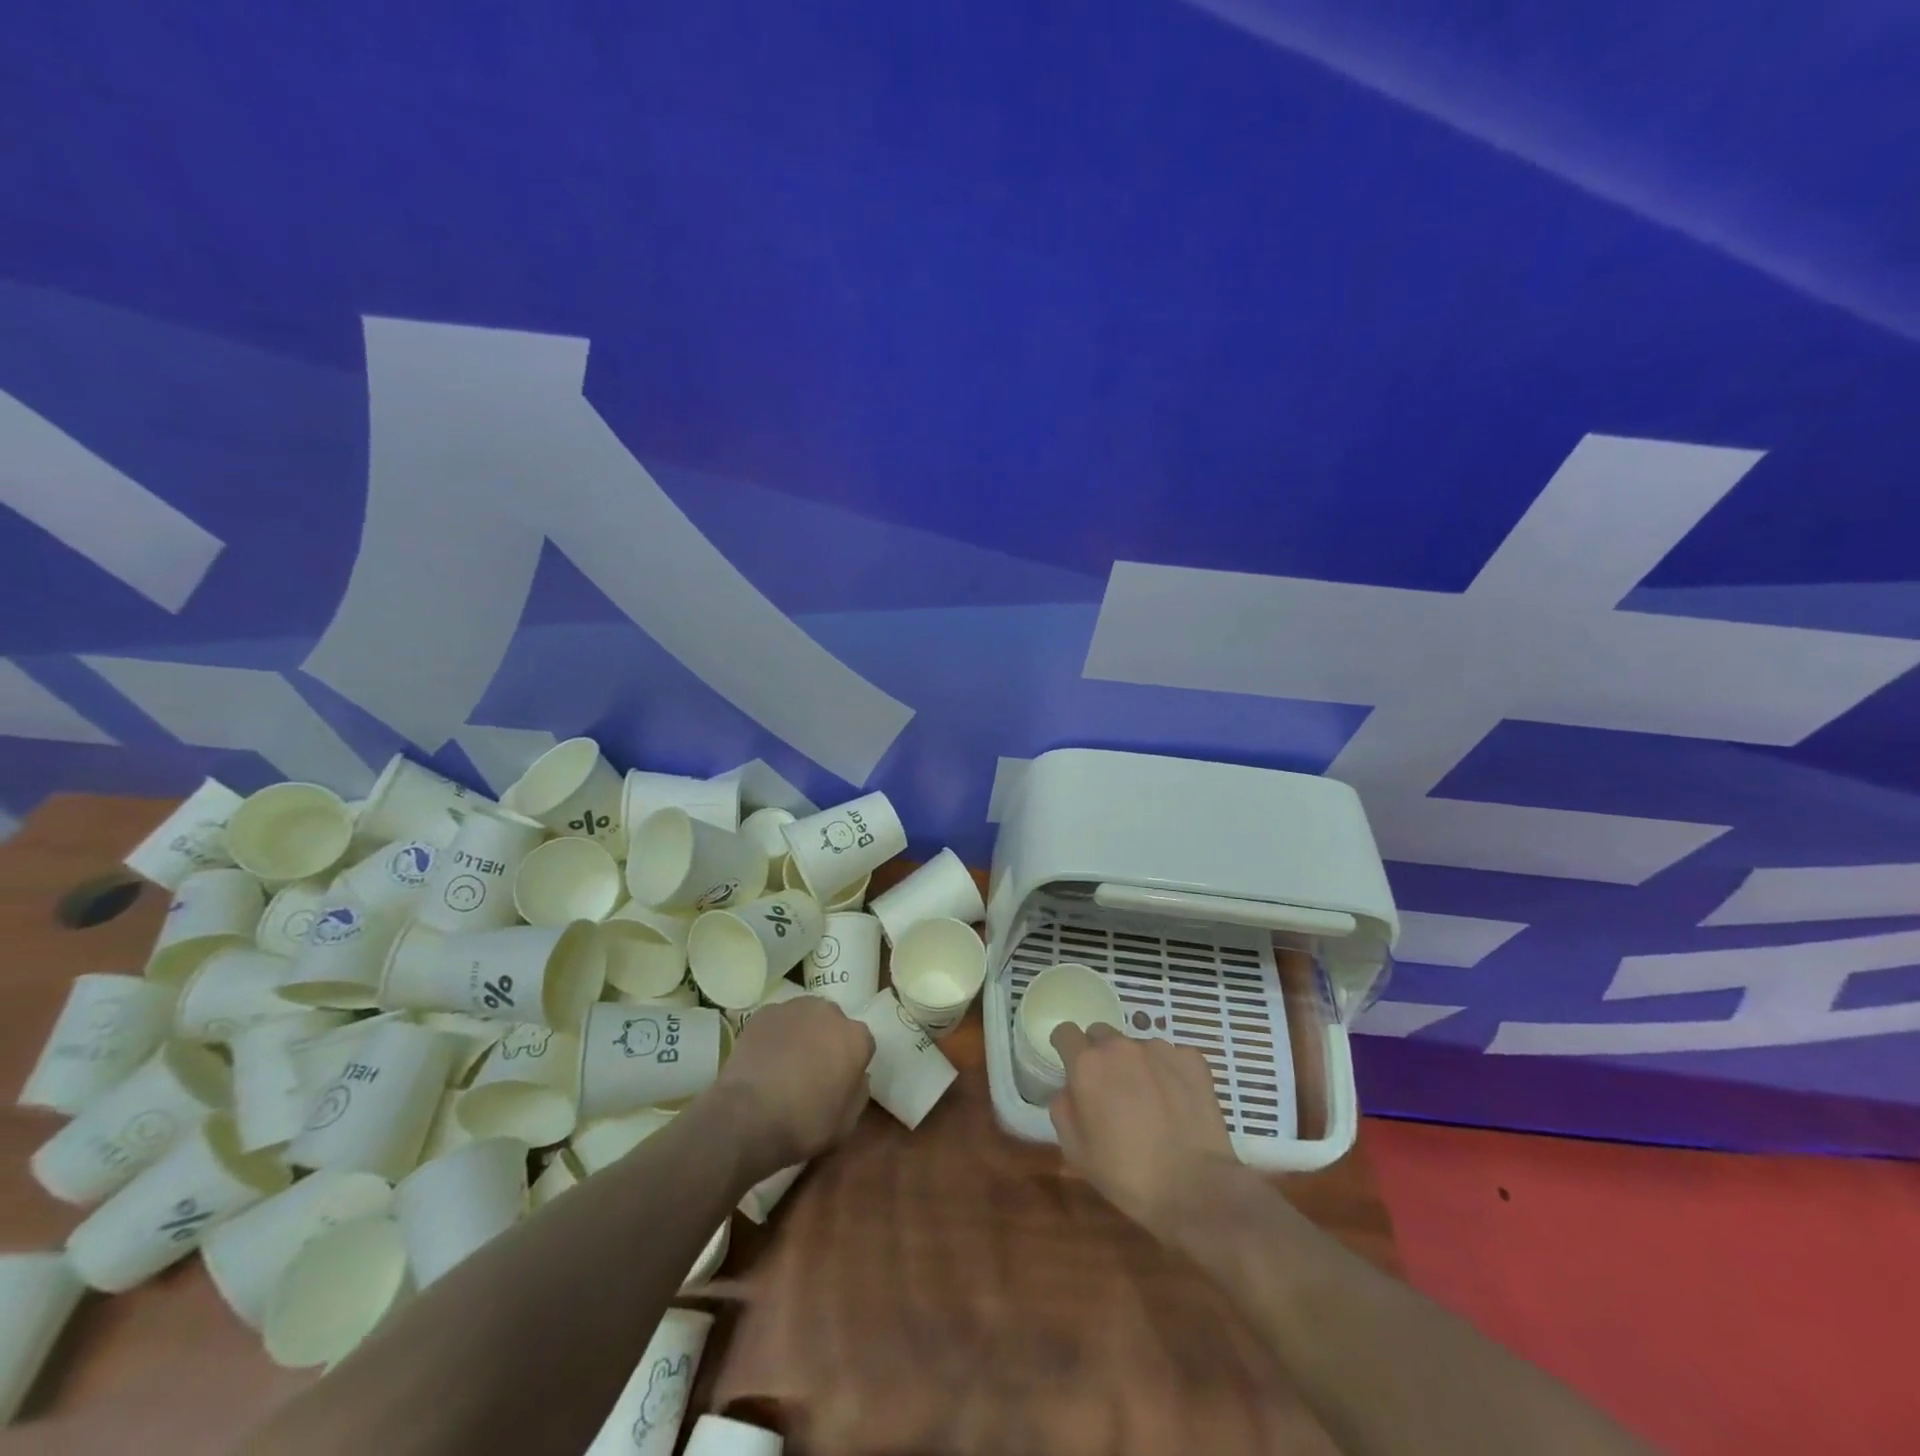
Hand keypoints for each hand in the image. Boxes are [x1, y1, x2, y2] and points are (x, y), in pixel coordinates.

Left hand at [713, 993, 874, 1171]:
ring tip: (785, 1061)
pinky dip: (775, 1034)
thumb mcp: (846, 1123)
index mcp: (856, 1038)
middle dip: (827, 1041)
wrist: (747, 1117)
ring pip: (806, 1017)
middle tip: (812, 1069)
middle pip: (834, 1023)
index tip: (838, 1081)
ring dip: (802, 1033)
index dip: (850, 1063)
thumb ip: (858, 1092)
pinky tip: (764, 1058)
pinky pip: (778, 1021)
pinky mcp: (765, 1011)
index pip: (862, 1043)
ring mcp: (795, 1008)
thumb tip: (857, 1076)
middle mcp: (831, 1012)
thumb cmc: (803, 1125)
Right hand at [1049, 1024, 1237, 1234]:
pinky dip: (1169, 1072)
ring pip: (1137, 1046)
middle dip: (1100, 1055)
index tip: (1071, 1064)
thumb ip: (1063, 1108)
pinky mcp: (1191, 1059)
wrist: (1195, 1189)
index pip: (1065, 1032)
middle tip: (1111, 1089)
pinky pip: (1171, 1057)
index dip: (1065, 1047)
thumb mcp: (1075, 1151)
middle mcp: (1120, 1046)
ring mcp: (1159, 1049)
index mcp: (1088, 1065)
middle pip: (1101, 1034)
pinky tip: (1176, 1102)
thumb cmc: (1127, 1175)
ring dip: (1136, 1064)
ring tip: (1150, 1100)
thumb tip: (1069, 1089)